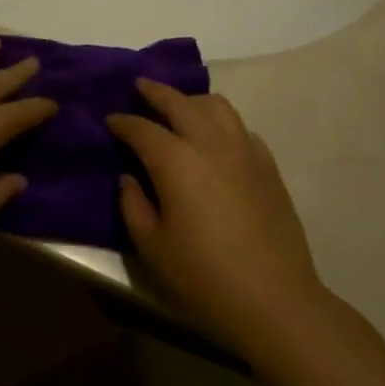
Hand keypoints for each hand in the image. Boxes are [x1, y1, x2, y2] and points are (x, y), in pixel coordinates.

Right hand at [109, 80, 322, 351]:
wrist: (274, 298)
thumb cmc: (204, 277)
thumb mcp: (153, 247)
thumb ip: (133, 206)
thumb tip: (128, 178)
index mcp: (176, 160)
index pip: (142, 129)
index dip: (123, 122)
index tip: (110, 120)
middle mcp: (209, 142)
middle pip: (179, 102)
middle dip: (156, 92)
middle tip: (140, 87)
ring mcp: (244, 149)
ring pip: (216, 105)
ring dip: (192, 100)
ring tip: (180, 107)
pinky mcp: (267, 164)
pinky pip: (241, 127)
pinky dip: (222, 123)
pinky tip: (217, 138)